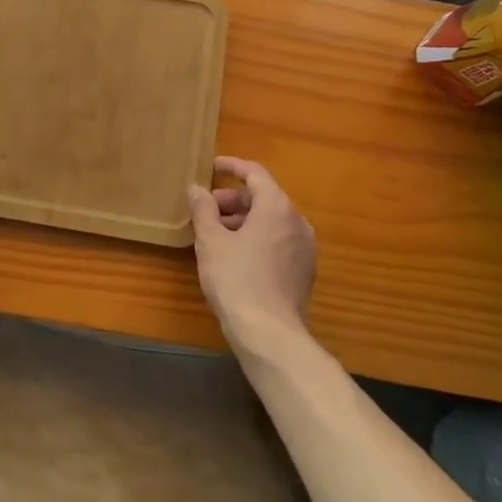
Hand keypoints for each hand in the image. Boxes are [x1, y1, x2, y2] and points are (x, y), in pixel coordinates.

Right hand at [188, 156, 316, 350]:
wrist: (270, 335)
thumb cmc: (237, 280)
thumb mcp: (211, 241)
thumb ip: (203, 209)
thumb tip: (196, 189)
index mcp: (277, 207)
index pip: (255, 173)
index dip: (232, 166)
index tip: (211, 167)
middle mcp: (297, 221)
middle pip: (264, 197)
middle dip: (233, 198)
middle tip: (206, 208)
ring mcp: (304, 248)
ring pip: (271, 221)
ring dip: (243, 220)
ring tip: (215, 233)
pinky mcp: (303, 271)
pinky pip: (278, 241)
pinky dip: (256, 238)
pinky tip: (234, 256)